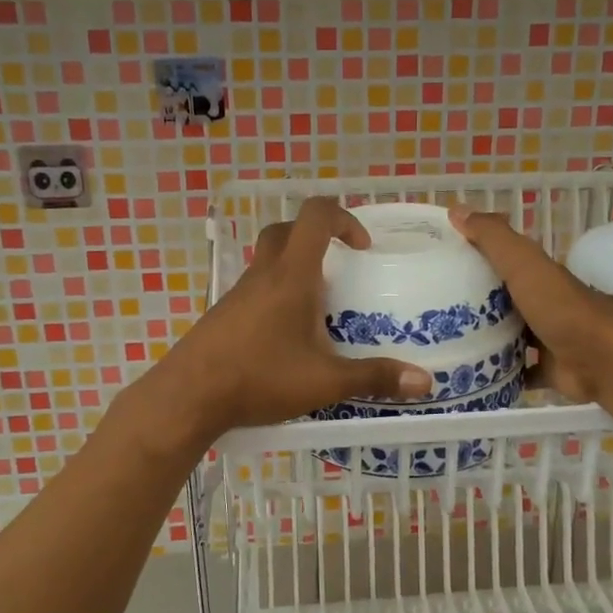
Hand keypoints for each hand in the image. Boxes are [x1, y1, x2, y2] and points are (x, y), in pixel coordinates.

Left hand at [140, 198, 432, 440]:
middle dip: (317, 238)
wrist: (188, 397)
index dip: (344, 218)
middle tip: (339, 269)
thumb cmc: (259, 378)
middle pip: (287, 231)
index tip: (362, 247)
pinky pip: (255, 289)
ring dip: (295, 269)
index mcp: (291, 276)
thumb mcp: (324, 381)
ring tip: (318, 310)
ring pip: (268, 261)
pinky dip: (275, 296)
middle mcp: (263, 275)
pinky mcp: (223, 315)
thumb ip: (374, 378)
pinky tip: (285, 337)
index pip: (316, 216)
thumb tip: (425, 383)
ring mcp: (237, 294)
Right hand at [447, 206, 612, 404]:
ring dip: (483, 338)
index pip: (499, 260)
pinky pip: (518, 370)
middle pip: (501, 299)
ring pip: (508, 335)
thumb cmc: (559, 307)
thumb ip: (492, 237)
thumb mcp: (523, 263)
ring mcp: (545, 338)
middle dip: (472, 302)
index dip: (471, 258)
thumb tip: (456, 209)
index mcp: (536, 275)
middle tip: (430, 309)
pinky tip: (470, 374)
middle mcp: (541, 303)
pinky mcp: (547, 369)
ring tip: (442, 344)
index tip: (435, 264)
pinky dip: (499, 372)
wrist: (600, 360)